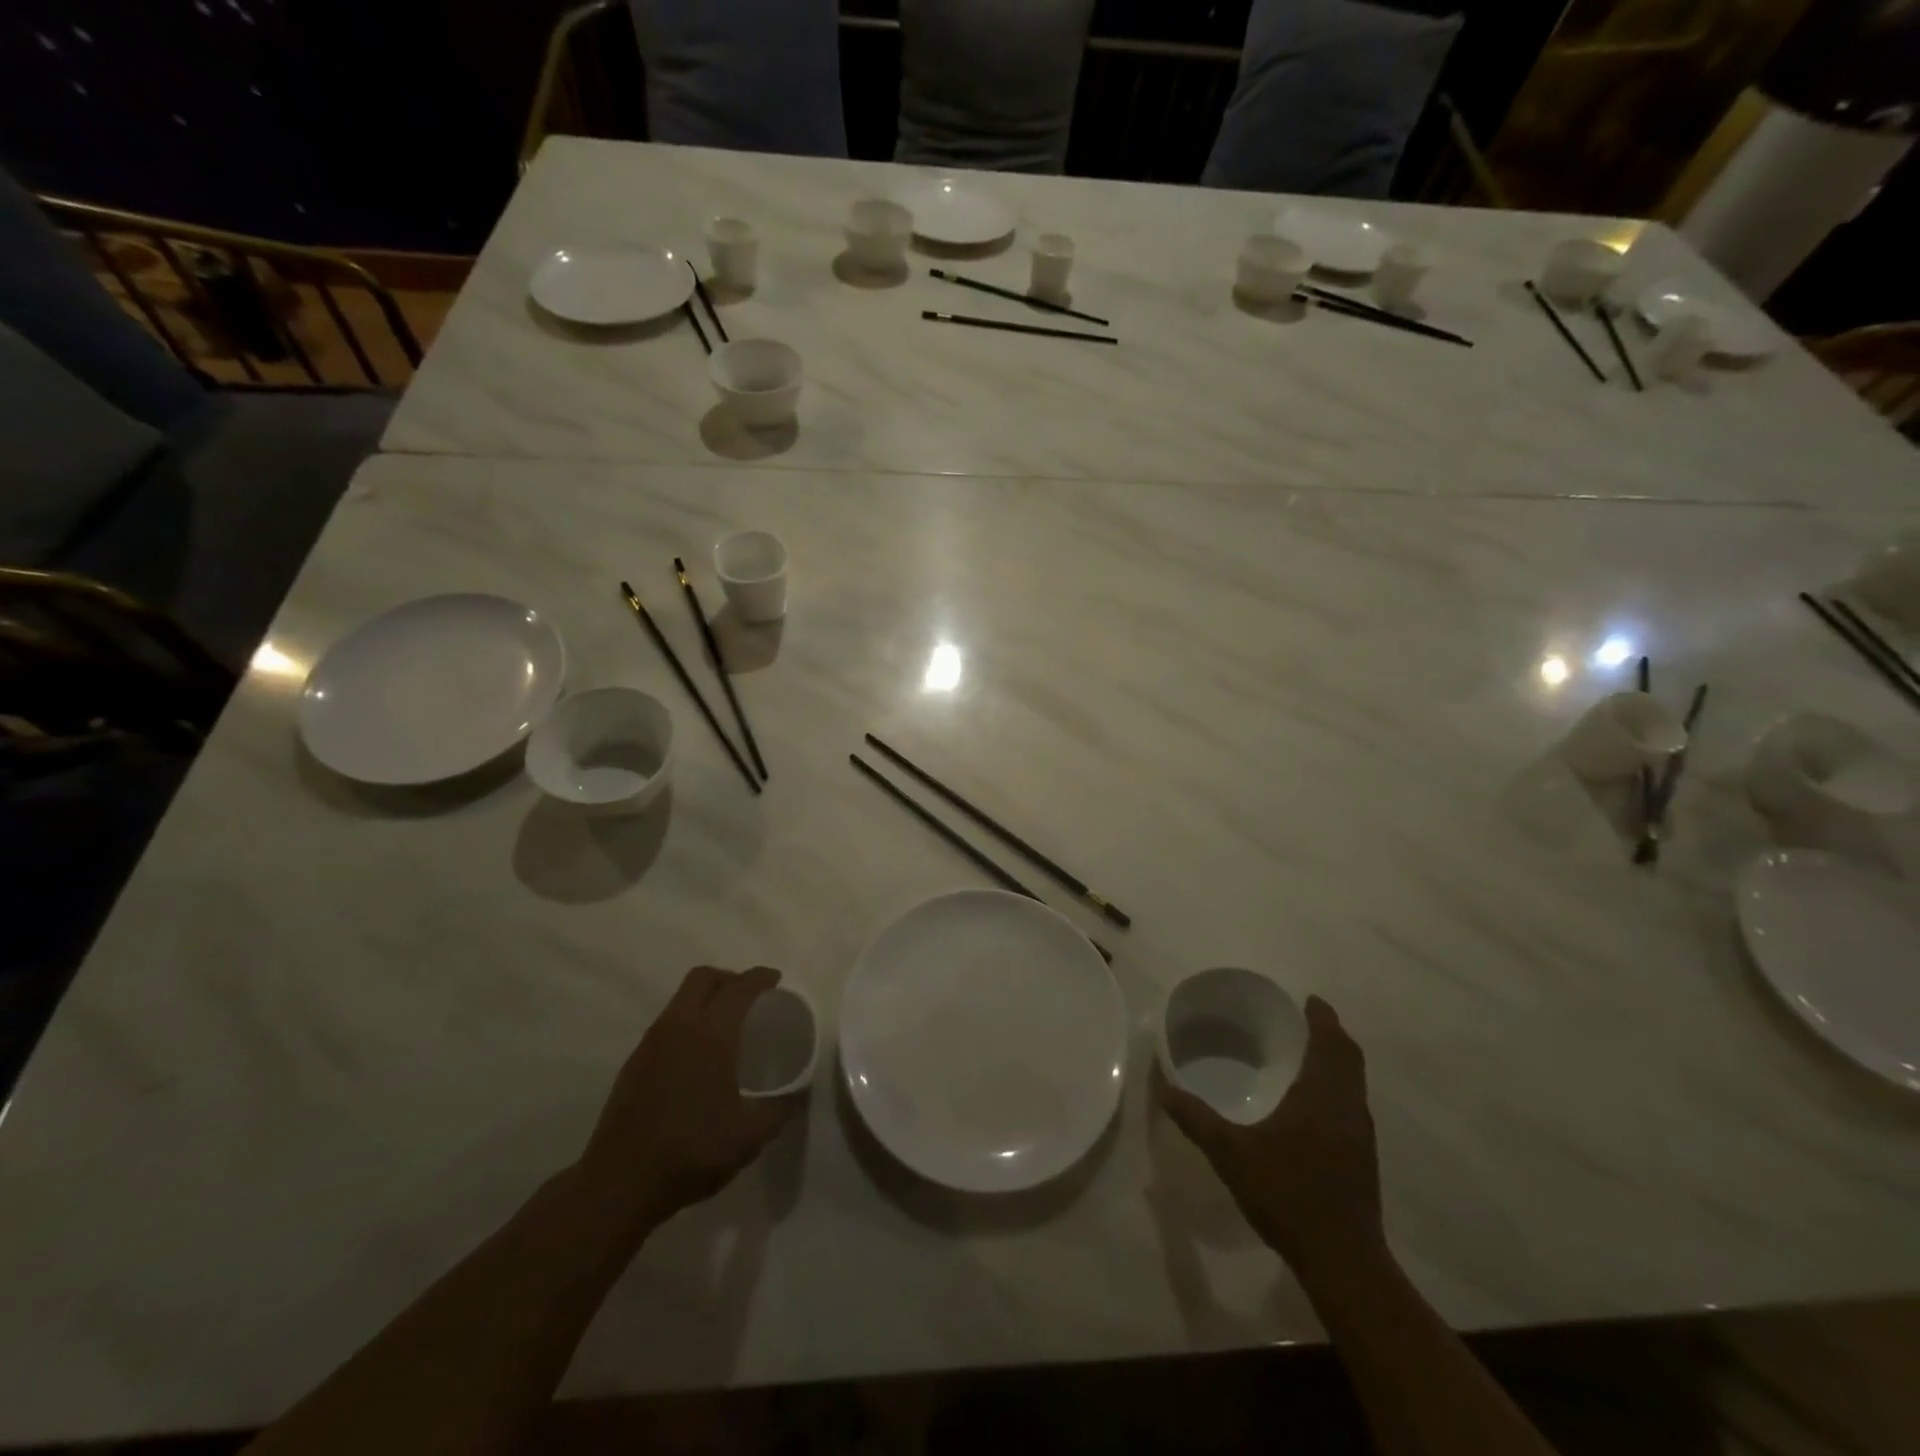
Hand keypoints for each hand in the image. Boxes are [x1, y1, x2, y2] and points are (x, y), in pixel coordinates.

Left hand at [578, 966, 791, 1231]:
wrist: (619, 1185)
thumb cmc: (691, 1151)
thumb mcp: (751, 1135)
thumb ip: (781, 1108)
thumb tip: (798, 1092)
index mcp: (710, 1034)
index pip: (739, 988)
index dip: (760, 978)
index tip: (776, 980)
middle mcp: (678, 1027)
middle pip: (703, 978)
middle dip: (730, 978)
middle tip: (751, 998)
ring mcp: (651, 1044)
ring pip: (681, 999)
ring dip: (706, 999)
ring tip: (727, 1027)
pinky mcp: (634, 1064)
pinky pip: (667, 1024)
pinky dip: (688, 1023)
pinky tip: (698, 1058)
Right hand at [1156, 995, 1382, 1271]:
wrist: (1343, 1261)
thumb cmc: (1288, 1194)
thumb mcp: (1231, 1154)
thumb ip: (1197, 1120)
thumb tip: (1164, 1090)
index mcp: (1322, 1097)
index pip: (1330, 1044)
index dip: (1323, 1019)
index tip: (1311, 1000)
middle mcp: (1348, 1109)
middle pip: (1349, 1060)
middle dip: (1332, 1036)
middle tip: (1308, 1020)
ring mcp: (1361, 1137)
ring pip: (1354, 1084)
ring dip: (1338, 1063)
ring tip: (1310, 1055)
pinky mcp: (1363, 1161)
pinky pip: (1353, 1106)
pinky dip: (1338, 1088)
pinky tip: (1315, 1105)